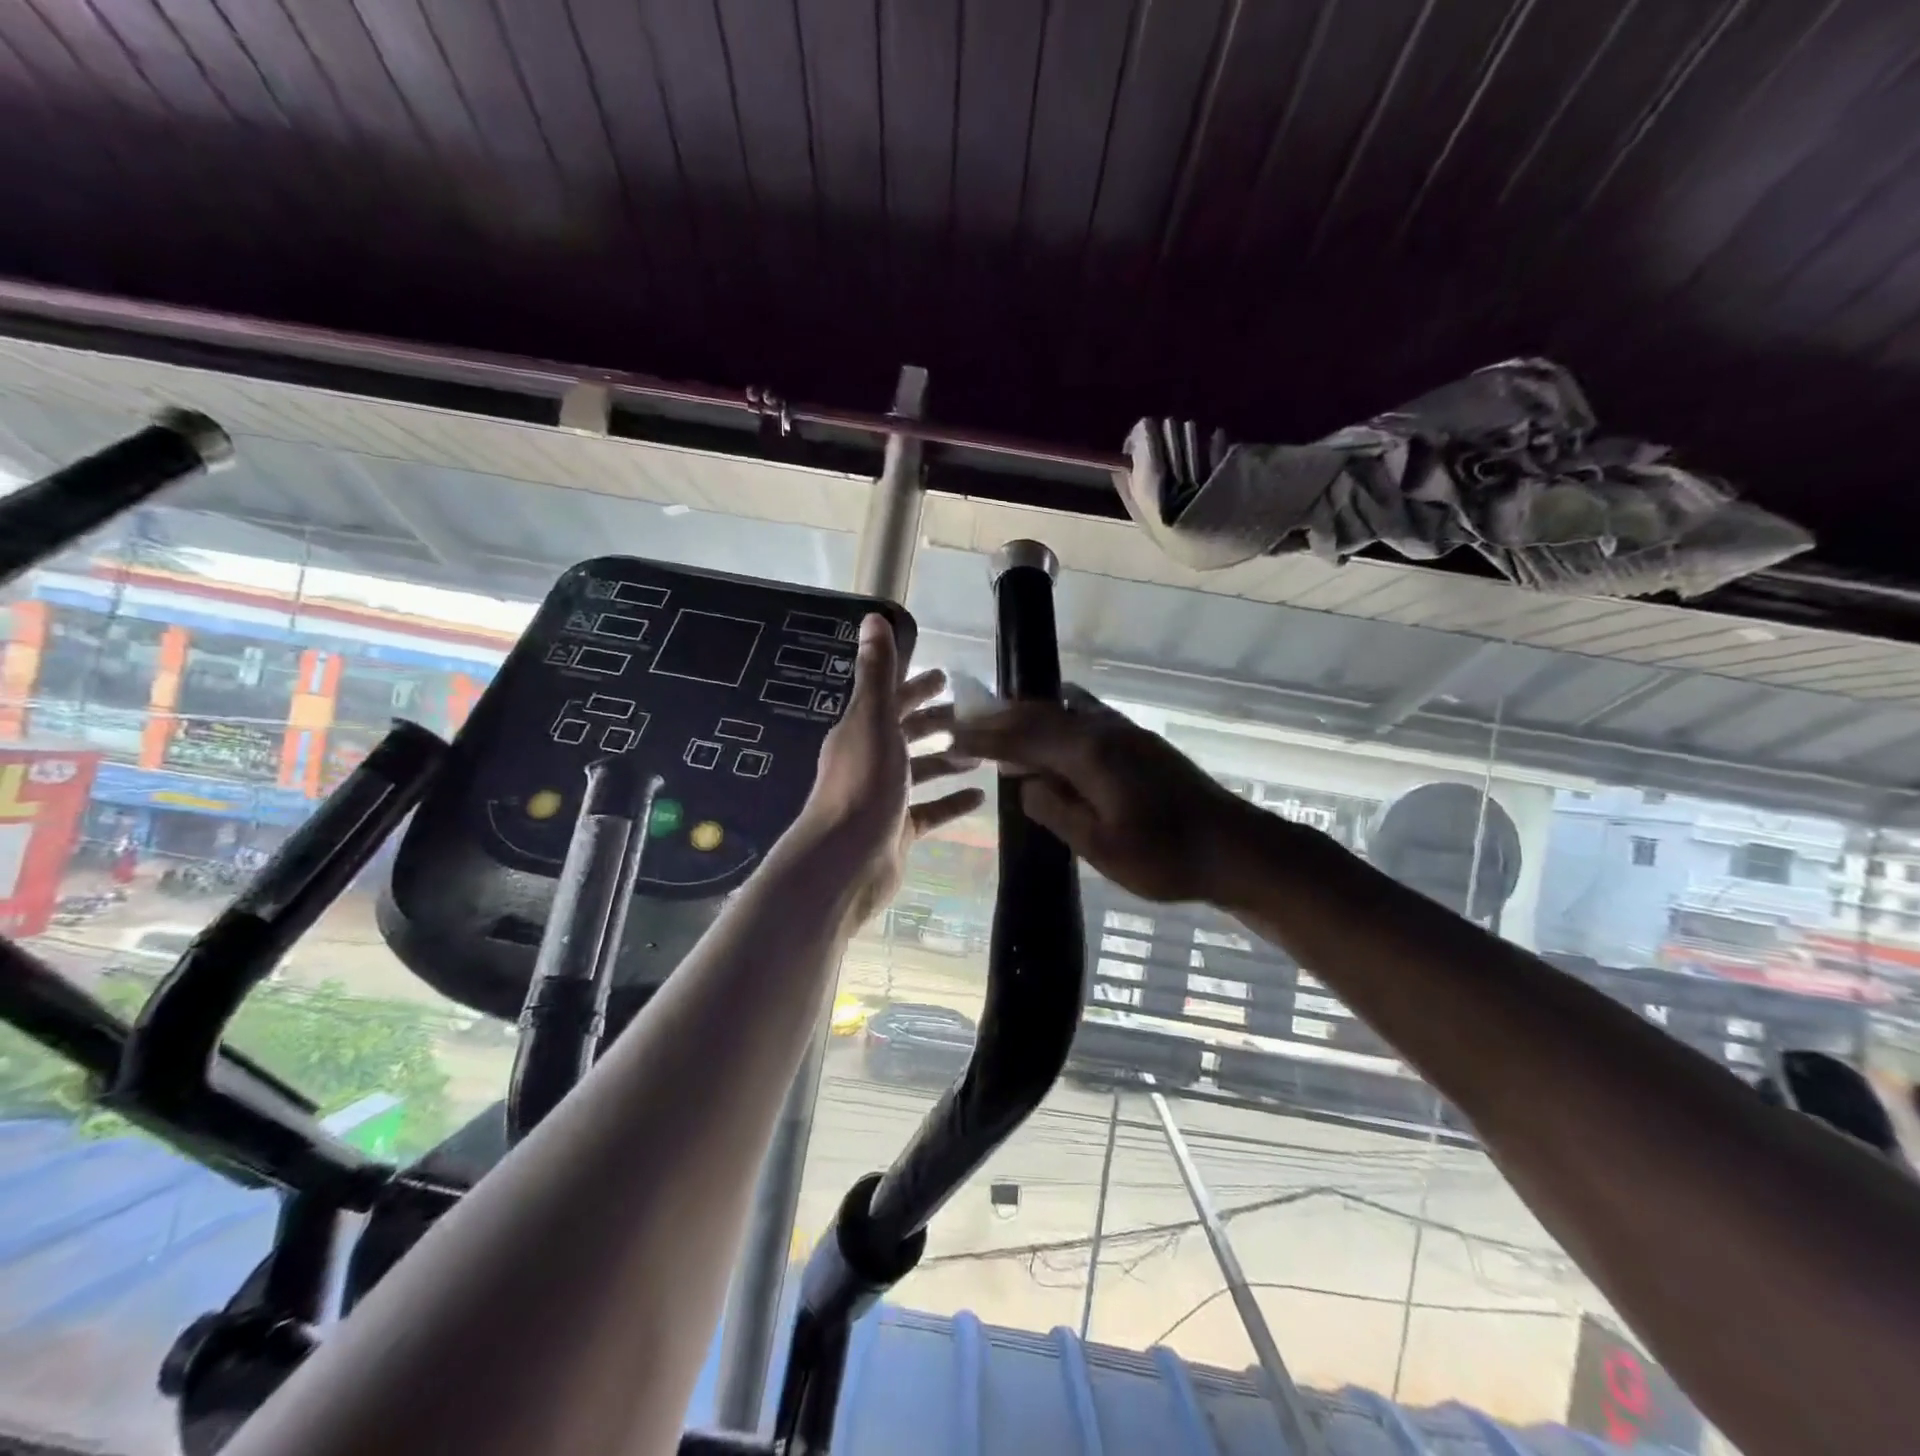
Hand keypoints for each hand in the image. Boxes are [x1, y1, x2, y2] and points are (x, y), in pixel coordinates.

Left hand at [800, 614, 984, 924]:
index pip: (891, 700)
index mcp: (861, 731)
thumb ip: (878, 674)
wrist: (845, 862)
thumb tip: (873, 617)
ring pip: (920, 772)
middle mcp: (870, 760)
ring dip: (947, 760)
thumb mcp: (874, 722)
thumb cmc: (863, 786)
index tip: (945, 677)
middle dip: (936, 722)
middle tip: (974, 714)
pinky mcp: (898, 830)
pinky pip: (930, 811)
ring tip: (982, 752)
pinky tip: (979, 796)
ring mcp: (884, 797)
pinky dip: (952, 802)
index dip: (916, 686)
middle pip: (907, 734)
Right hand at [946, 687, 1259, 904]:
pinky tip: (1055, 730)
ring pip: (1064, 713)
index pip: (1023, 738)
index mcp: (1090, 755)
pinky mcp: (1141, 744)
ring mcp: (1126, 733)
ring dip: (1028, 717)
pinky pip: (1085, 719)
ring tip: (1000, 723)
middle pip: (1041, 715)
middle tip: (965, 722)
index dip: (985, 737)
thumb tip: (1024, 784)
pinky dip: (1057, 721)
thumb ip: (1056, 810)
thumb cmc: (1166, 858)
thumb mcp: (1101, 846)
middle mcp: (1104, 732)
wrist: (1237, 848)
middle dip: (1000, 719)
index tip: (951, 736)